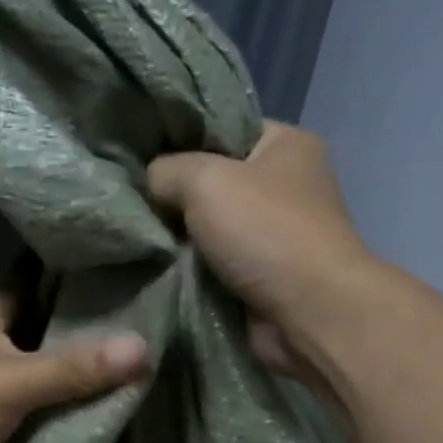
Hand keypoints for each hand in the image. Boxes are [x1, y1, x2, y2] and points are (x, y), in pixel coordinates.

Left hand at [0, 292, 148, 442]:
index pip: (27, 288)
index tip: (113, 285)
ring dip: (52, 380)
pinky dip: (35, 415)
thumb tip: (144, 347)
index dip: (65, 285)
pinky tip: (68, 420)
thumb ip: (73, 368)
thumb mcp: (12, 383)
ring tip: (110, 378)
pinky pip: (9, 413)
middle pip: (28, 334)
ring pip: (19, 375)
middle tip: (125, 338)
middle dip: (68, 337)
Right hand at [148, 121, 380, 387]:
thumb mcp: (204, 180)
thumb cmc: (266, 231)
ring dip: (179, 238)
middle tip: (133, 202)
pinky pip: (213, 264)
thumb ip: (167, 170)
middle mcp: (285, 185)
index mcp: (286, 144)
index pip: (223, 128)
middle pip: (212, 181)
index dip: (180, 139)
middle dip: (174, 195)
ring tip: (137, 235)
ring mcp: (275, 234)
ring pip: (209, 227)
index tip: (139, 156)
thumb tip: (151, 182)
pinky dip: (190, 269)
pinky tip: (157, 266)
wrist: (309, 314)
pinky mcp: (262, 276)